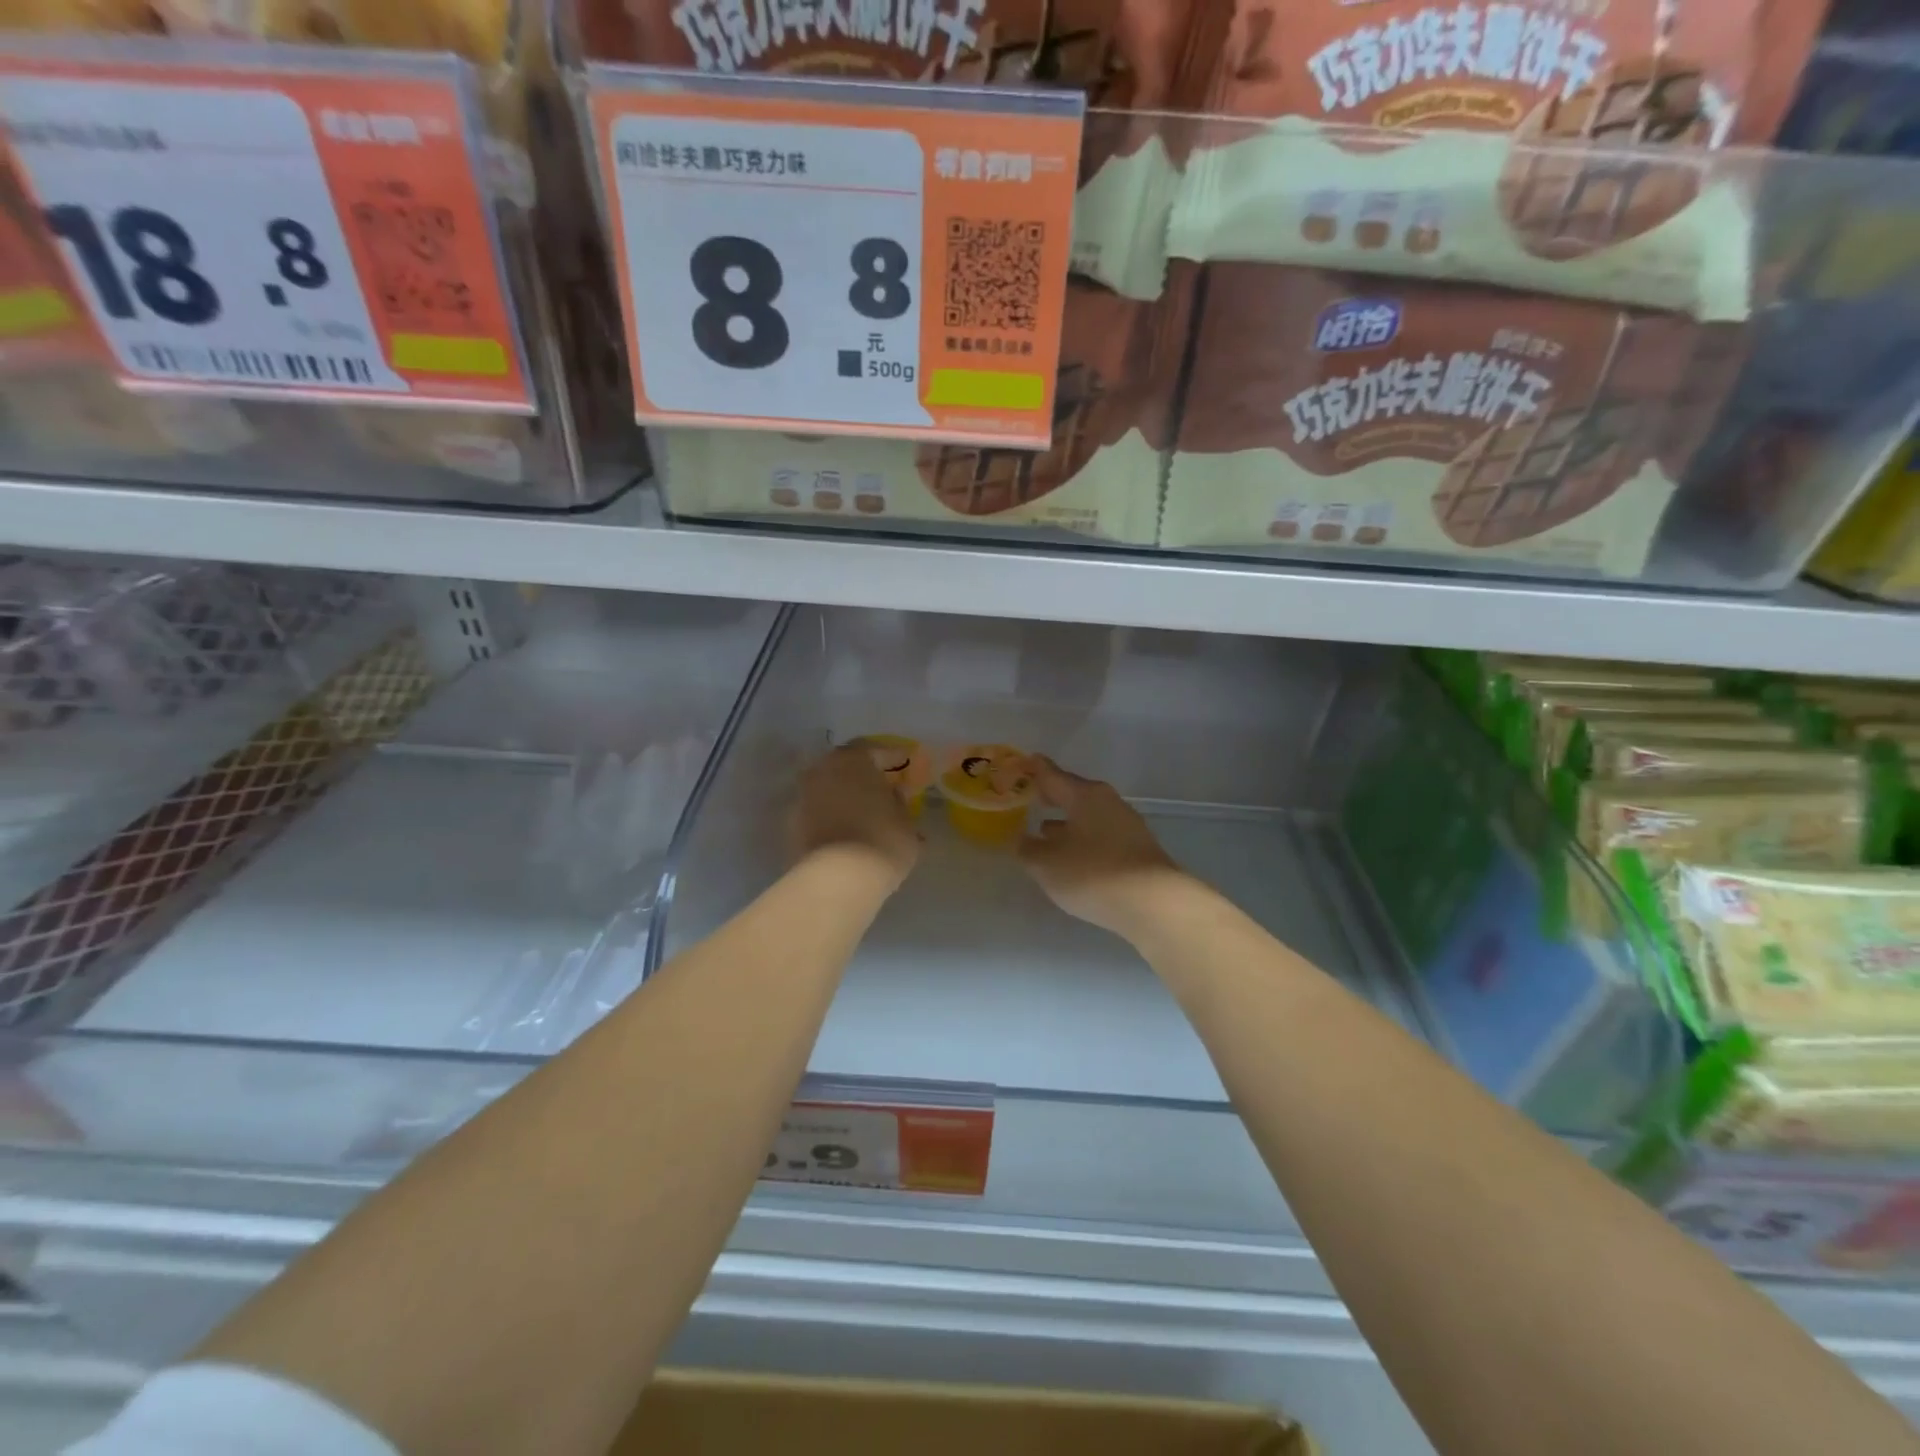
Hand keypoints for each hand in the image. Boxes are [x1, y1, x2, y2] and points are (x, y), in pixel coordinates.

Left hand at [793, 745, 921, 885]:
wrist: (837, 880)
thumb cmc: (881, 841)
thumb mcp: (906, 822)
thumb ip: (900, 803)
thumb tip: (894, 796)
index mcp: (853, 760)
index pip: (873, 750)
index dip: (890, 758)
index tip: (904, 766)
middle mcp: (822, 770)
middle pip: (844, 767)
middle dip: (862, 776)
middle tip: (881, 789)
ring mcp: (802, 798)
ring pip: (827, 790)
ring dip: (843, 797)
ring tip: (863, 814)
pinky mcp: (790, 826)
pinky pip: (817, 813)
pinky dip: (830, 818)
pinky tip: (845, 833)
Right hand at [1018, 757, 1188, 937]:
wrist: (1154, 904)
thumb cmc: (1093, 873)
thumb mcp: (1046, 864)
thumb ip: (1027, 849)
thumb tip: (1019, 840)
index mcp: (1084, 795)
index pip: (1052, 775)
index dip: (1033, 770)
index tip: (1021, 763)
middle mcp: (1108, 803)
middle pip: (1073, 794)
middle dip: (1050, 797)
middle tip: (1028, 796)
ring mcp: (1127, 826)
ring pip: (1088, 816)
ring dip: (1066, 822)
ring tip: (1044, 829)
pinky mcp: (1137, 850)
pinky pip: (1101, 836)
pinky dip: (1082, 840)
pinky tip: (1073, 856)